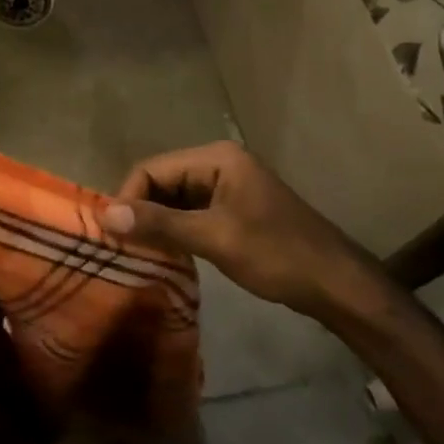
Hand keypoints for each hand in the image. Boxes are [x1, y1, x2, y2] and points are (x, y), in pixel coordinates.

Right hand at [100, 141, 397, 323]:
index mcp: (216, 158)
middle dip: (141, 211)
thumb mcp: (214, 238)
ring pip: (175, 200)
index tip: (115, 235)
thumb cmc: (276, 254)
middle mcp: (218, 164)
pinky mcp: (233, 210)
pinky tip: (165, 254)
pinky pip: (191, 214)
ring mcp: (228, 187)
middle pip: (161, 181)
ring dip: (156, 224)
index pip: (152, 168)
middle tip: (123, 248)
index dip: (129, 198)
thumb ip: (160, 224)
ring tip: (138, 253)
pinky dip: (175, 231)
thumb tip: (105, 215)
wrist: (337, 285)